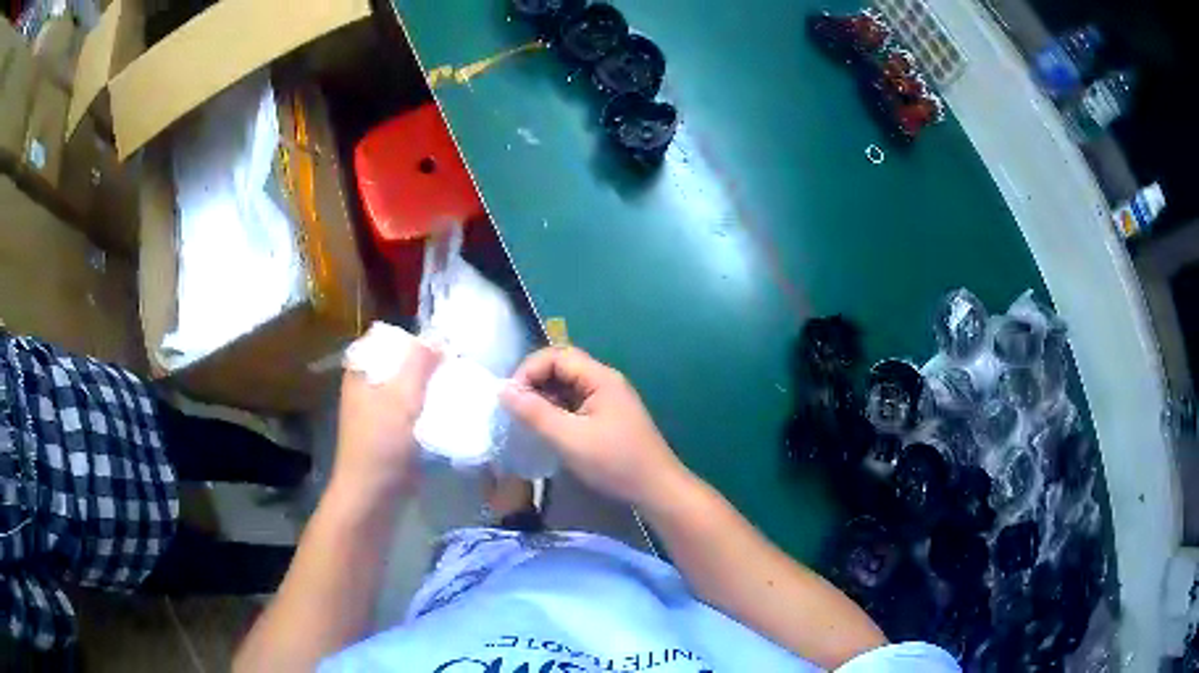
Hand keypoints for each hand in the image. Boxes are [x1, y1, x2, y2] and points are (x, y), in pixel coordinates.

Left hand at [331, 340, 440, 500]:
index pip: (385, 339)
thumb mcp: (401, 397)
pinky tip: (450, 412)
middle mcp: (366, 388)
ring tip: (457, 386)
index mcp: (360, 373)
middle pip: (399, 365)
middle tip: (455, 365)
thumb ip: (419, 363)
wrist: (373, 496)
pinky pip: (413, 412)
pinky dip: (429, 409)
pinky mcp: (392, 434)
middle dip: (427, 364)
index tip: (439, 344)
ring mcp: (378, 412)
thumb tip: (438, 336)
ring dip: (430, 388)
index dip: (411, 339)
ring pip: (409, 389)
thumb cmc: (381, 443)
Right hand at [501, 347, 689, 506]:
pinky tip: (546, 430)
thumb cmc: (614, 463)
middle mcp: (604, 382)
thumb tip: (503, 390)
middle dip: (534, 383)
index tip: (510, 397)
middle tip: (514, 409)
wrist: (656, 489)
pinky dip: (557, 412)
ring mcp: (608, 400)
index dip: (529, 370)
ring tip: (526, 421)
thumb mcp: (569, 438)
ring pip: (567, 387)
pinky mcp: (607, 418)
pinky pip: (575, 404)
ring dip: (544, 398)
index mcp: (600, 378)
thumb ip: (535, 413)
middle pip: (562, 368)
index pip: (556, 356)